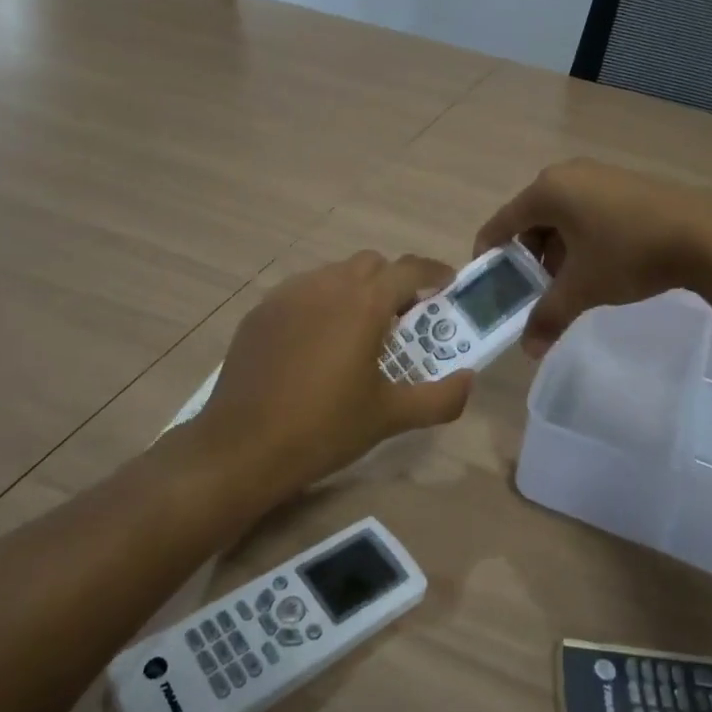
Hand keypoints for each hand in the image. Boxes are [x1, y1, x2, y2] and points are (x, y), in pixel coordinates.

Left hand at [198, 252, 473, 500]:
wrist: (242, 447)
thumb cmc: (324, 429)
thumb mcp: (390, 417)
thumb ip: (440, 397)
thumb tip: (470, 379)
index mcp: (364, 303)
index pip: (409, 269)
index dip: (434, 273)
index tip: (447, 285)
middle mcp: (327, 285)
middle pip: (371, 264)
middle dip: (393, 281)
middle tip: (402, 317)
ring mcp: (289, 294)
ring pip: (334, 273)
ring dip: (356, 290)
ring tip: (358, 330)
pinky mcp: (262, 311)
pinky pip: (302, 291)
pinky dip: (321, 303)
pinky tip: (316, 343)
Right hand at [474, 159, 711, 354]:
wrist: (703, 234)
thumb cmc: (628, 254)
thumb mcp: (583, 288)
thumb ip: (548, 316)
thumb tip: (528, 350)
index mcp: (547, 191)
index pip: (502, 222)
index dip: (490, 253)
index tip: (487, 280)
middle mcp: (568, 175)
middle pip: (531, 218)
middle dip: (527, 256)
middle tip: (531, 289)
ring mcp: (599, 176)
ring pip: (561, 215)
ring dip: (556, 249)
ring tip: (565, 283)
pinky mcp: (625, 184)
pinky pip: (586, 210)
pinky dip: (580, 237)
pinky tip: (596, 265)